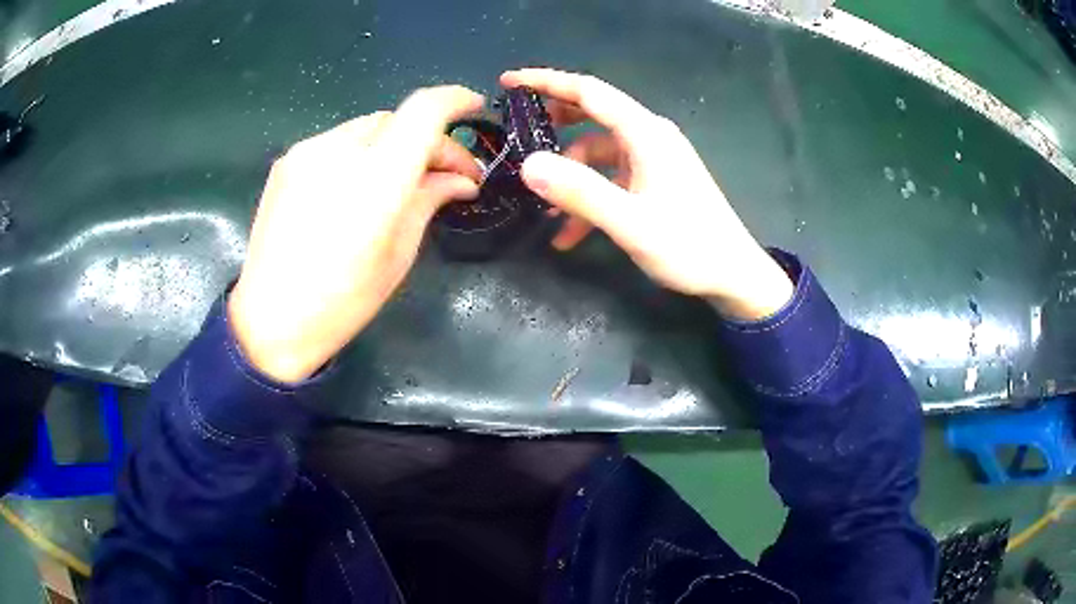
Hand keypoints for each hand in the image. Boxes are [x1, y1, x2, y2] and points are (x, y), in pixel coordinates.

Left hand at [228, 86, 483, 382]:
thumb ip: (430, 200)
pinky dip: (360, 153)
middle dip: (427, 139)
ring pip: (367, 128)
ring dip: (393, 145)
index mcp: (376, 179)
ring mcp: (307, 152)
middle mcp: (340, 150)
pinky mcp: (287, 162)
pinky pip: (337, 142)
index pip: (424, 110)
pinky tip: (357, 187)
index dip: (455, 100)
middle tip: (443, 175)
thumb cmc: (342, 301)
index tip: (474, 110)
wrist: (270, 321)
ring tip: (398, 182)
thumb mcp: (399, 254)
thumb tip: (460, 179)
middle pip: (398, 119)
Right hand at [500, 69, 792, 320]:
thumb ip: (580, 192)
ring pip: (600, 154)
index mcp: (645, 133)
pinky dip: (591, 197)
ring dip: (572, 177)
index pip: (589, 91)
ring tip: (545, 211)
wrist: (734, 275)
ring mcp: (655, 160)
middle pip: (594, 115)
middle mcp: (650, 137)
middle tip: (519, 136)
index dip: (546, 81)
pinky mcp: (657, 181)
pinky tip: (571, 234)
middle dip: (554, 125)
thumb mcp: (630, 222)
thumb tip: (528, 164)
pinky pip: (614, 178)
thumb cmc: (689, 246)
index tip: (509, 81)